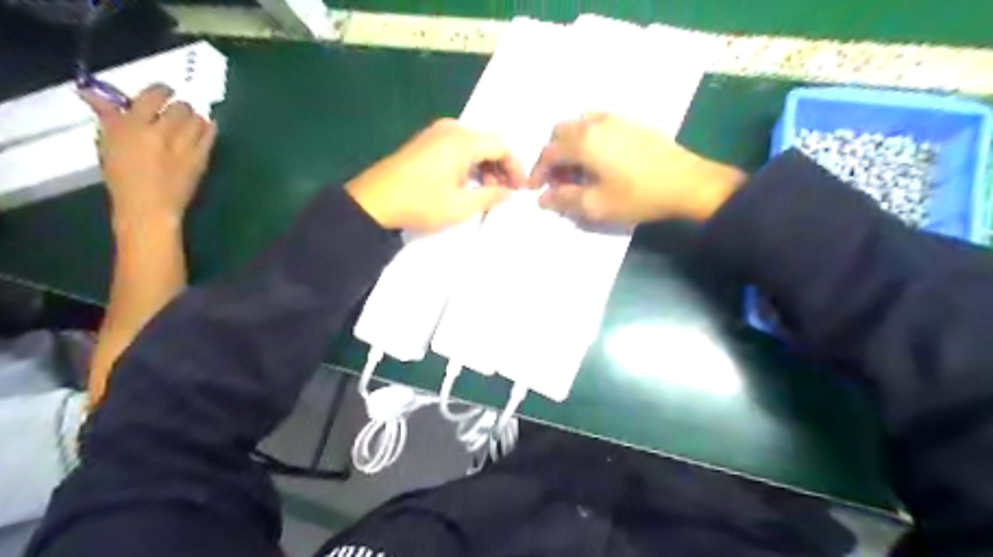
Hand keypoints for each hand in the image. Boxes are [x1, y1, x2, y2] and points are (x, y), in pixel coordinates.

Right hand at [79, 81, 217, 228]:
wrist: (149, 207)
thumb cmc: (123, 177)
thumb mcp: (108, 144)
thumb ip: (108, 117)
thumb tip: (93, 94)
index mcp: (132, 126)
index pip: (152, 96)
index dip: (161, 91)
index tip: (164, 92)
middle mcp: (160, 132)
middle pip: (180, 107)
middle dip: (179, 107)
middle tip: (176, 112)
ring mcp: (184, 146)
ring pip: (198, 119)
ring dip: (195, 118)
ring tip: (190, 123)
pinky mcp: (201, 158)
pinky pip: (211, 135)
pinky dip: (208, 129)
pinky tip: (205, 130)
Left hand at [345, 118, 527, 231]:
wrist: (373, 201)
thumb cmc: (421, 203)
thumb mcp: (461, 206)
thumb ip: (491, 196)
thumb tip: (509, 193)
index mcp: (463, 140)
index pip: (502, 146)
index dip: (515, 167)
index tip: (520, 189)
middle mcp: (451, 129)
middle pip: (488, 143)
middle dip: (500, 168)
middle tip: (503, 193)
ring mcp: (435, 133)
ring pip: (473, 145)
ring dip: (484, 167)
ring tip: (485, 192)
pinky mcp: (425, 142)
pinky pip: (457, 147)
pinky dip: (468, 164)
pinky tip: (466, 184)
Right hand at [528, 113, 744, 223]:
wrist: (687, 183)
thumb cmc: (637, 196)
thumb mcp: (596, 206)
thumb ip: (563, 200)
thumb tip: (542, 198)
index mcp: (583, 141)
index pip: (548, 153)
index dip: (537, 172)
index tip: (536, 190)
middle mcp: (595, 123)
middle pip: (560, 133)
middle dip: (552, 157)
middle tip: (558, 181)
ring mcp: (615, 119)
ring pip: (579, 126)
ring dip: (570, 146)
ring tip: (578, 171)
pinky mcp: (631, 123)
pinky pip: (598, 124)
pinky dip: (588, 139)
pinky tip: (599, 160)